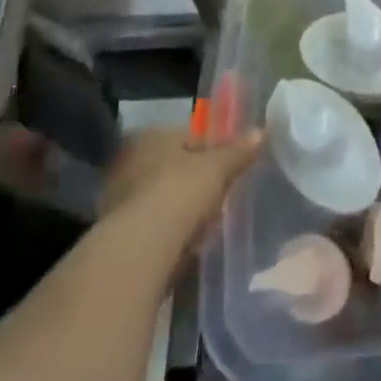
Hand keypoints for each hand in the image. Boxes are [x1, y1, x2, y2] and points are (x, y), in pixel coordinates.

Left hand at [99, 126, 263, 253]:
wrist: (142, 247)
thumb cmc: (180, 191)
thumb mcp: (218, 166)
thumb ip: (239, 150)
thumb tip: (262, 132)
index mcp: (149, 136)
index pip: (187, 136)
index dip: (212, 149)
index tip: (228, 166)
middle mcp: (128, 161)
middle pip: (174, 166)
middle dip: (195, 179)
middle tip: (220, 193)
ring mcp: (118, 197)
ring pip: (163, 196)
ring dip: (183, 206)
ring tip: (207, 221)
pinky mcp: (118, 231)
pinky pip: (154, 223)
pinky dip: (171, 229)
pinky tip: (188, 241)